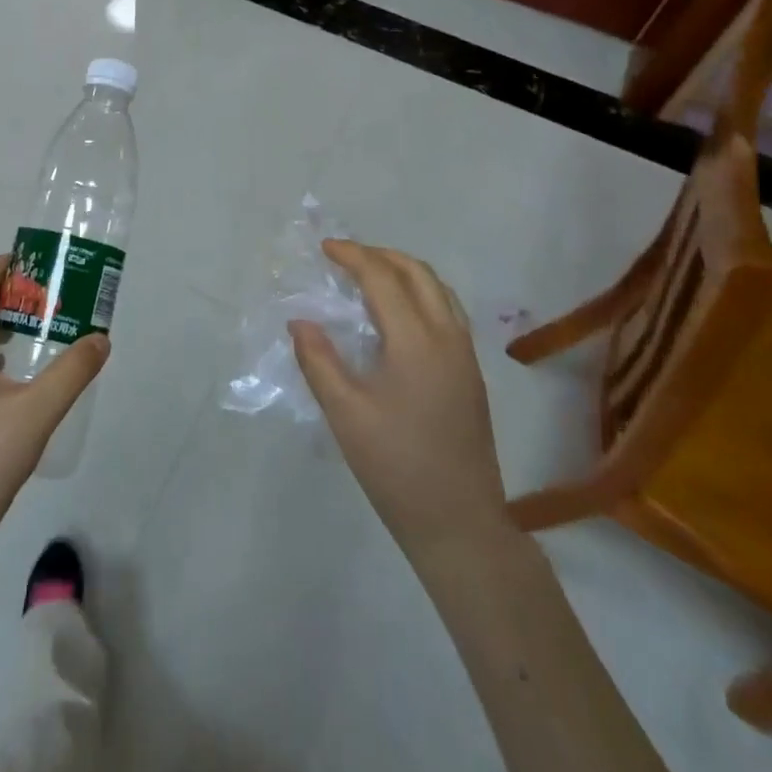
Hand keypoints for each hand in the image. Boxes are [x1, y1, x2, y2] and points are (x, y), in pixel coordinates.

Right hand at [291, 240, 509, 557]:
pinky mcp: (471, 372)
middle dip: (380, 255)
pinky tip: (398, 314)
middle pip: (418, 272)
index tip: (325, 248)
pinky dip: (421, 293)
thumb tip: (300, 321)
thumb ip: (319, 360)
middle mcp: (447, 336)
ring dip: (404, 270)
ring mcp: (465, 354)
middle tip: (345, 257)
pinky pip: (447, 310)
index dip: (353, 256)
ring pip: (439, 289)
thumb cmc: (396, 467)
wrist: (460, 524)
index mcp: (416, 341)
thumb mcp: (345, 414)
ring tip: (370, 276)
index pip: (383, 278)